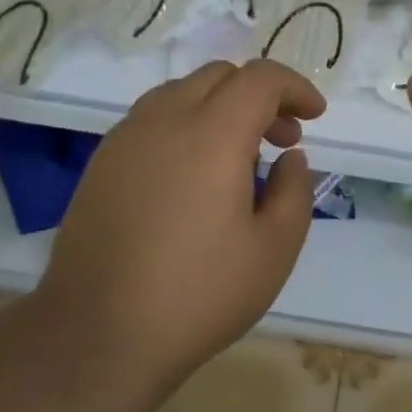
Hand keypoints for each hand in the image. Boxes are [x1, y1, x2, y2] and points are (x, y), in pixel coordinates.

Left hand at [34, 59, 325, 391]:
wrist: (97, 336)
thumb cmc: (199, 295)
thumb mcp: (274, 249)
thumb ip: (295, 190)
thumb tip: (290, 157)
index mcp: (212, 135)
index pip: (260, 78)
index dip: (295, 88)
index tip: (314, 117)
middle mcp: (165, 121)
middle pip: (220, 76)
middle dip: (261, 96)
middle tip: (282, 141)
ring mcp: (125, 139)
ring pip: (182, 91)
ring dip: (221, 106)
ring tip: (239, 156)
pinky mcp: (102, 163)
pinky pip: (153, 118)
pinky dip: (187, 124)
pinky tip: (193, 175)